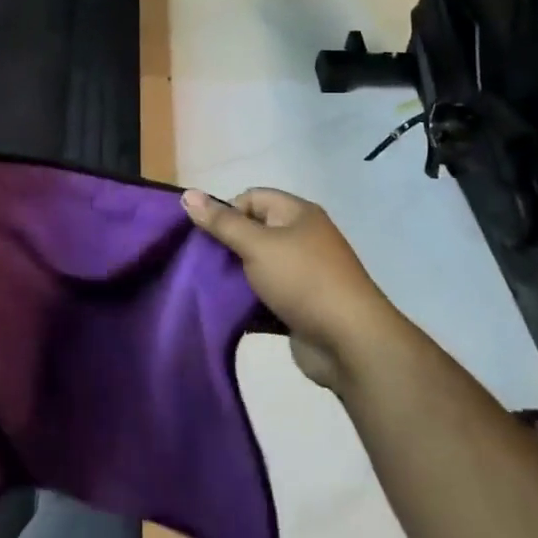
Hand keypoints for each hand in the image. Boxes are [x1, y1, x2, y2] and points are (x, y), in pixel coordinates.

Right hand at [182, 188, 395, 391]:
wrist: (350, 343)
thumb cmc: (303, 280)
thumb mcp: (257, 245)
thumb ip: (222, 222)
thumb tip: (187, 194)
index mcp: (296, 214)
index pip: (251, 198)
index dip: (226, 212)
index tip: (205, 237)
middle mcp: (301, 238)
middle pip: (252, 232)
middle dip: (225, 246)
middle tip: (198, 262)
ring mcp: (301, 274)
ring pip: (255, 267)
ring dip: (233, 277)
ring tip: (203, 287)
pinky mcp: (298, 306)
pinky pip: (264, 297)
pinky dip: (246, 302)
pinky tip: (222, 311)